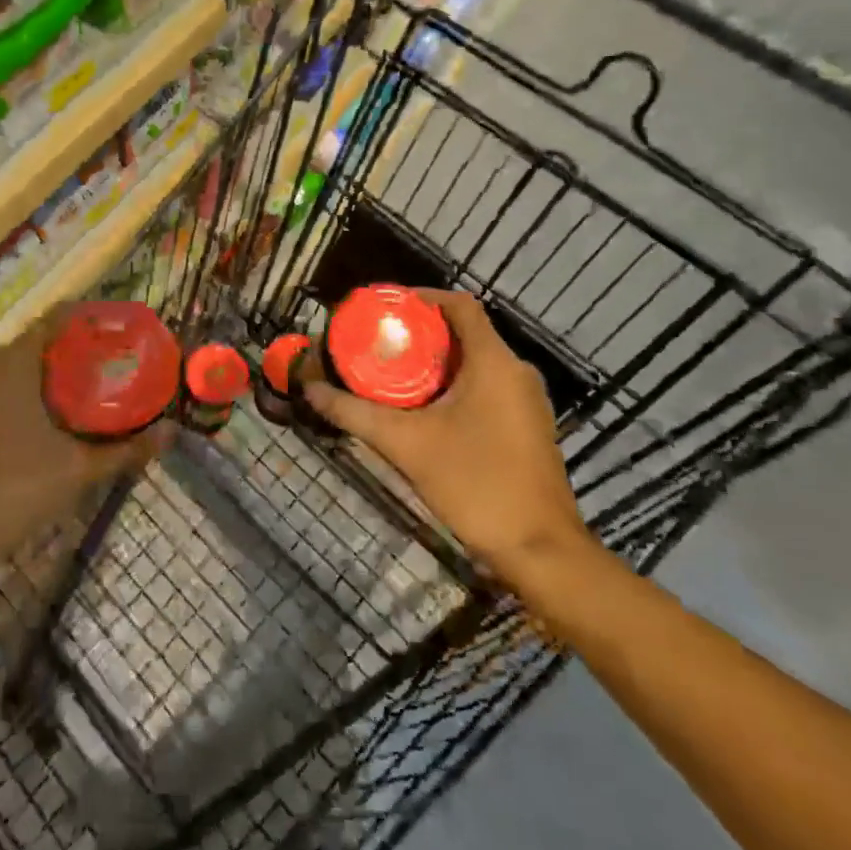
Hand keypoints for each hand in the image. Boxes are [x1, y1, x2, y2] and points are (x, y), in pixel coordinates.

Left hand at [0, 312, 172, 574]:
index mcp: (14, 360)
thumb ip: (127, 449)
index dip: (95, 320)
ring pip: (30, 361)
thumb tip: (173, 432)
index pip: (59, 317)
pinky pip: (14, 379)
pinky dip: (43, 385)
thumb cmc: (14, 491)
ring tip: (107, 383)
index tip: (128, 332)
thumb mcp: (78, 469)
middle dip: (85, 348)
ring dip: (64, 369)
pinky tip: (70, 409)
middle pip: (47, 339)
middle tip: (126, 362)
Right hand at [303, 289, 590, 589]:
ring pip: (475, 361)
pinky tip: (423, 407)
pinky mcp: (528, 425)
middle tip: (377, 343)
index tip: (383, 308)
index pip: (458, 304)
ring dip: (435, 361)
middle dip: (419, 333)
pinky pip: (486, 385)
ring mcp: (527, 400)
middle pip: (463, 332)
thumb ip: (354, 413)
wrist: (540, 551)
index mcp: (494, 361)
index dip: (420, 298)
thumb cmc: (475, 483)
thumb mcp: (405, 444)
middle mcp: (516, 370)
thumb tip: (310, 390)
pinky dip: (454, 384)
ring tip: (391, 372)